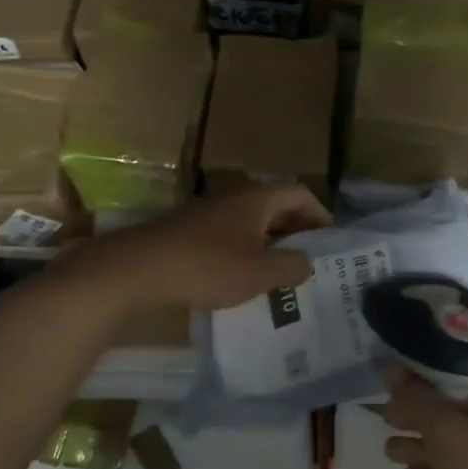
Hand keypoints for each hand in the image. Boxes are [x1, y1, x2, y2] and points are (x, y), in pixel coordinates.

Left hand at [83, 184, 331, 311]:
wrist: (138, 268)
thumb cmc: (208, 266)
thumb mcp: (260, 273)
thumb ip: (291, 266)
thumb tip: (307, 262)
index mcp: (257, 199)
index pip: (300, 193)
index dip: (319, 213)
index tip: (329, 239)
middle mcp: (235, 196)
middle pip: (275, 204)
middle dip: (296, 228)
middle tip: (309, 257)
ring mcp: (209, 211)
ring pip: (251, 220)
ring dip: (270, 240)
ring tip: (280, 270)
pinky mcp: (189, 229)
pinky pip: (229, 232)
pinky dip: (245, 248)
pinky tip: (242, 276)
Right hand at [383, 367, 467, 468]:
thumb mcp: (444, 430)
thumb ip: (416, 398)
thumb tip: (391, 369)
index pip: (454, 366)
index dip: (419, 370)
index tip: (388, 378)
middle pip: (452, 403)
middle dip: (417, 411)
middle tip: (386, 417)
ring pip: (454, 438)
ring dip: (422, 443)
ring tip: (390, 451)